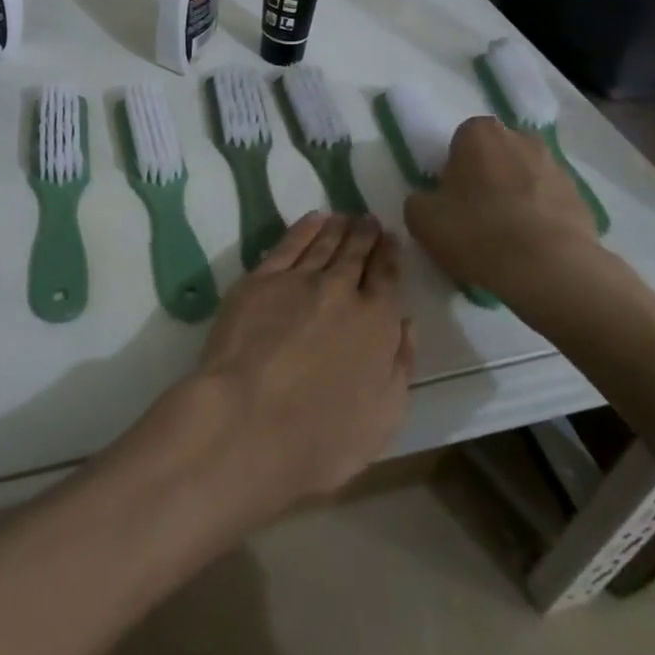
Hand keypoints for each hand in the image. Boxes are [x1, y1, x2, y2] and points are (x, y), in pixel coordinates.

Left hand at [129, 214, 413, 531]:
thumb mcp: (384, 416)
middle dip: (366, 235)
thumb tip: (406, 323)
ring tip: (345, 217)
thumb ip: (400, 364)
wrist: (248, 421)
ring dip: (338, 228)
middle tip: (369, 220)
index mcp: (377, 322)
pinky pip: (288, 244)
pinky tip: (313, 220)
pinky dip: (304, 229)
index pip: (387, 277)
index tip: (392, 240)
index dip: (390, 255)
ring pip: (323, 244)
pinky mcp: (260, 280)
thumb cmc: (322, 437)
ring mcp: (297, 281)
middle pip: (356, 254)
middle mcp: (341, 290)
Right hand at [404, 118, 649, 336]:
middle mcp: (521, 138)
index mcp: (479, 133)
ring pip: (526, 176)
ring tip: (507, 236)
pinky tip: (531, 247)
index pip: (461, 141)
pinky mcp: (582, 197)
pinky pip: (550, 202)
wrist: (549, 269)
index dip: (454, 169)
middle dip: (488, 176)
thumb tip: (432, 201)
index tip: (452, 198)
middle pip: (496, 154)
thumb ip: (420, 200)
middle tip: (476, 214)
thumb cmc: (477, 232)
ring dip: (516, 195)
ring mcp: (557, 166)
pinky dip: (541, 217)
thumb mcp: (422, 218)